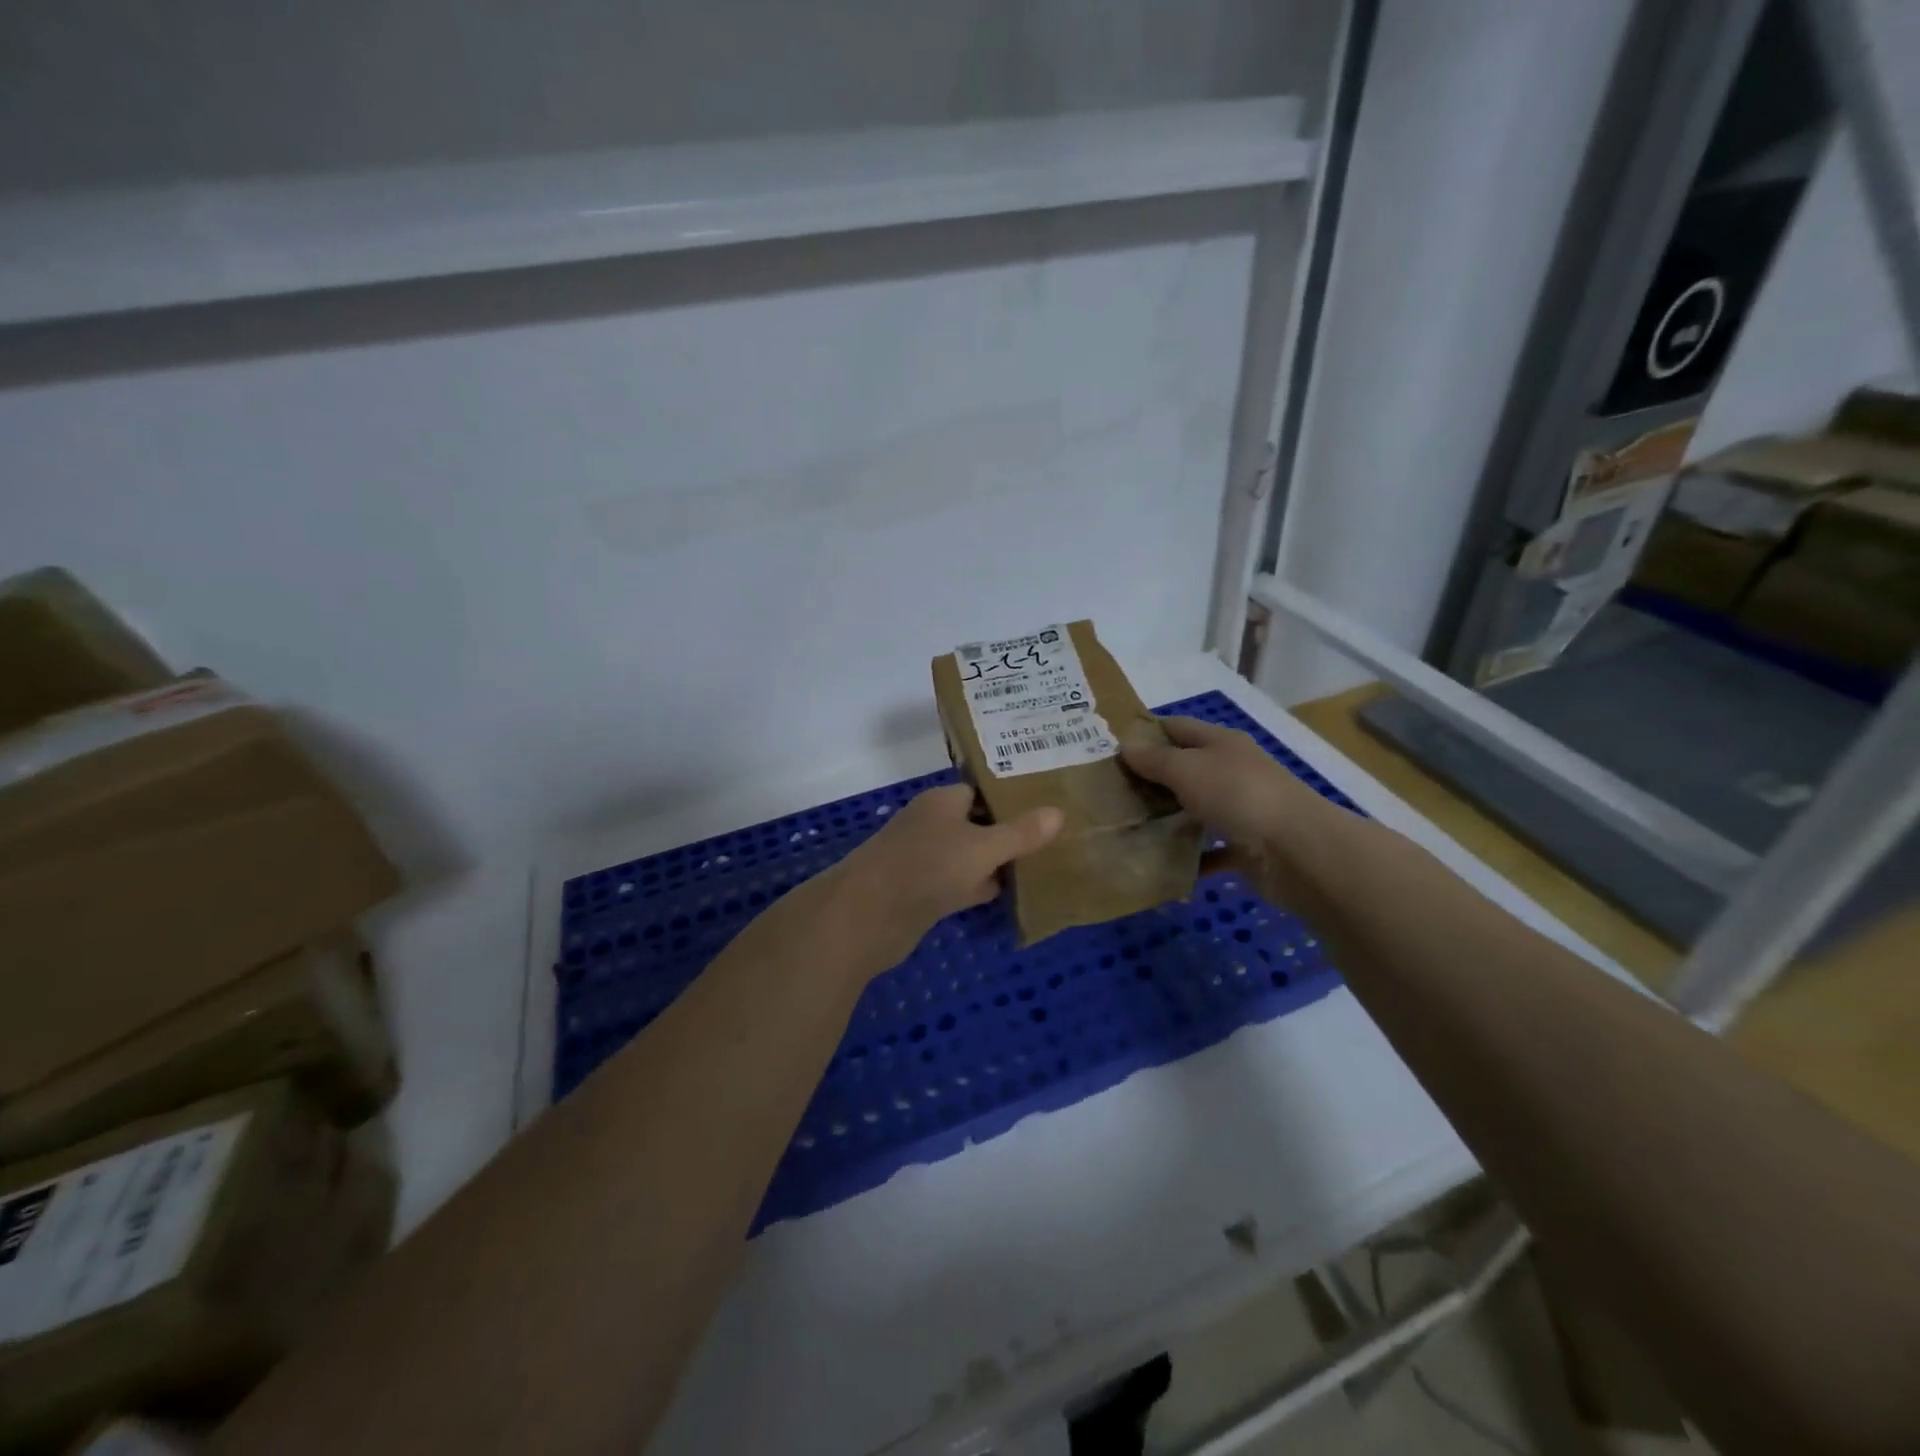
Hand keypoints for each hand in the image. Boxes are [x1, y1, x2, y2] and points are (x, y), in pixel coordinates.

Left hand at [812, 784, 1062, 976]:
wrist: (868, 916)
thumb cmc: (927, 867)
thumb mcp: (983, 847)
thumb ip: (1021, 833)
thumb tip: (1058, 812)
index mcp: (943, 801)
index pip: (982, 791)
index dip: (1013, 798)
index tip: (1048, 807)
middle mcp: (932, 824)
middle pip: (977, 823)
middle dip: (1009, 831)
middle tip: (1054, 838)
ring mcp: (925, 859)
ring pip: (970, 855)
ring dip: (997, 862)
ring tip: (1042, 865)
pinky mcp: (921, 892)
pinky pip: (960, 883)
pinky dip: (980, 886)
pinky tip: (1009, 894)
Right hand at [1121, 716, 1328, 899]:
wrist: (1296, 851)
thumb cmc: (1237, 795)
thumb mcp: (1186, 769)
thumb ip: (1154, 759)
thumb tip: (1125, 746)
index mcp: (1221, 743)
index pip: (1178, 727)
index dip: (1147, 732)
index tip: (1112, 747)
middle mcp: (1233, 771)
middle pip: (1186, 769)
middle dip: (1152, 779)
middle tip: (1110, 792)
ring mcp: (1242, 809)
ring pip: (1197, 810)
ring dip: (1169, 818)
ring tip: (1128, 827)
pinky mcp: (1247, 847)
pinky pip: (1211, 850)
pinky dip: (1190, 857)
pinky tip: (1161, 864)